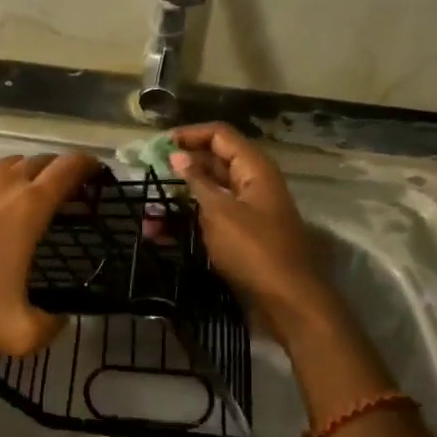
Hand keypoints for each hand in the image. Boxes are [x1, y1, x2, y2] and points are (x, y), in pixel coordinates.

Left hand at [0, 151, 98, 356]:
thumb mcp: (18, 333)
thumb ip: (51, 327)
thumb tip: (61, 320)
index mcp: (30, 206)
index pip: (69, 169)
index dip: (88, 166)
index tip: (97, 174)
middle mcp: (4, 182)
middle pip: (41, 162)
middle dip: (59, 173)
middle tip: (66, 195)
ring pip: (9, 163)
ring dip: (25, 174)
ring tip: (27, 196)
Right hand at [169, 123, 328, 322]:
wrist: (289, 301)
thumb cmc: (254, 250)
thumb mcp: (220, 212)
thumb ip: (198, 181)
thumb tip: (177, 155)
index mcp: (254, 169)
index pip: (219, 135)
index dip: (189, 135)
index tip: (157, 146)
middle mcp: (253, 183)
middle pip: (215, 160)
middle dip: (182, 165)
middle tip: (148, 173)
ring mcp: (250, 209)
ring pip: (211, 191)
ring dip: (181, 195)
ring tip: (150, 208)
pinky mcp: (243, 234)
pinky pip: (213, 216)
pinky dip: (190, 218)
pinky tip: (163, 231)